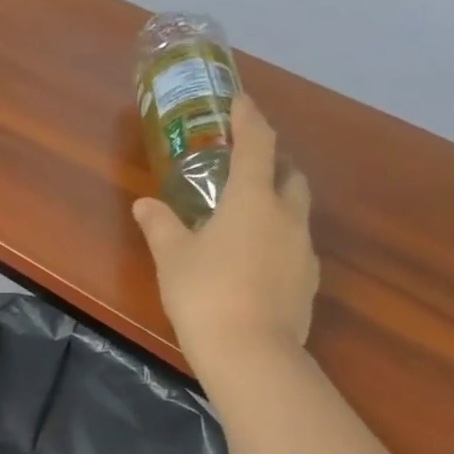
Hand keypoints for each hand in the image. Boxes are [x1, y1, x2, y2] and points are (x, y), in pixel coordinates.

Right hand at [133, 94, 318, 376]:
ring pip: (297, 212)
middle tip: (249, 167)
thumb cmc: (204, 296)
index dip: (249, 117)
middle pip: (290, 174)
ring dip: (278, 205)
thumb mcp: (173, 259)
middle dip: (273, 163)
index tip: (241, 100)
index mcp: (252, 199)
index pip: (258, 143)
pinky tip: (258, 265)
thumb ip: (160, 226)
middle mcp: (287, 216)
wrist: (251, 354)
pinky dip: (280, 243)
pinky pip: (296, 248)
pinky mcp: (309, 282)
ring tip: (250, 221)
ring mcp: (304, 250)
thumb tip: (144, 204)